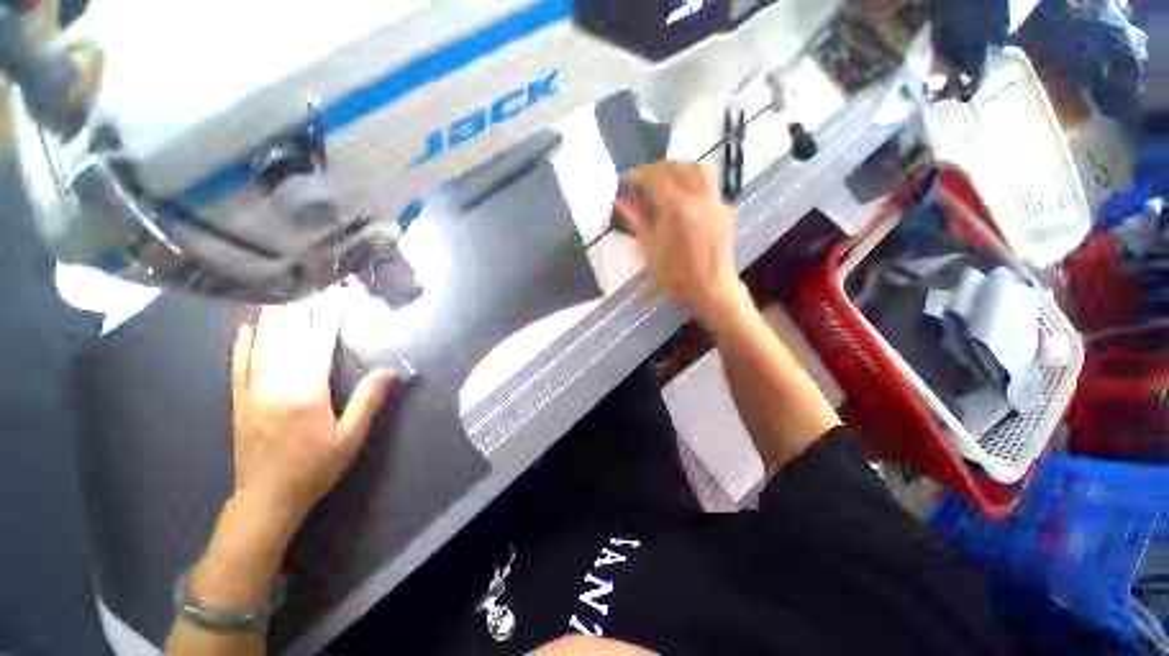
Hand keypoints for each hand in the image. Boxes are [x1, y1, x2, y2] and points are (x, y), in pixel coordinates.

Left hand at [230, 294, 393, 524]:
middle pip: (286, 335)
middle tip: (309, 281)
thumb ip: (368, 401)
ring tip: (283, 291)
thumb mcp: (350, 438)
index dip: (328, 316)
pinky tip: (250, 323)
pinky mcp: (238, 397)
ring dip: (273, 315)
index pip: (317, 343)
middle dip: (299, 306)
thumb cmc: (314, 468)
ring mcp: (251, 389)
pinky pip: (239, 361)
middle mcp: (273, 384)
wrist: (266, 498)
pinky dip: (245, 339)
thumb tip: (389, 370)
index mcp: (304, 393)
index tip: (336, 294)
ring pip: (261, 342)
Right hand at [615, 162, 746, 325]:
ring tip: (663, 183)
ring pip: (697, 170)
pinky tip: (683, 199)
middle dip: (655, 170)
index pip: (655, 177)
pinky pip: (707, 186)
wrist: (712, 290)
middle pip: (677, 168)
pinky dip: (691, 183)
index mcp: (678, 207)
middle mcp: (699, 197)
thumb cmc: (676, 276)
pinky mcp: (724, 211)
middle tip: (641, 183)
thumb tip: (624, 201)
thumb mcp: (650, 250)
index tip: (624, 182)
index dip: (637, 176)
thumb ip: (638, 220)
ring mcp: (715, 202)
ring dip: (677, 171)